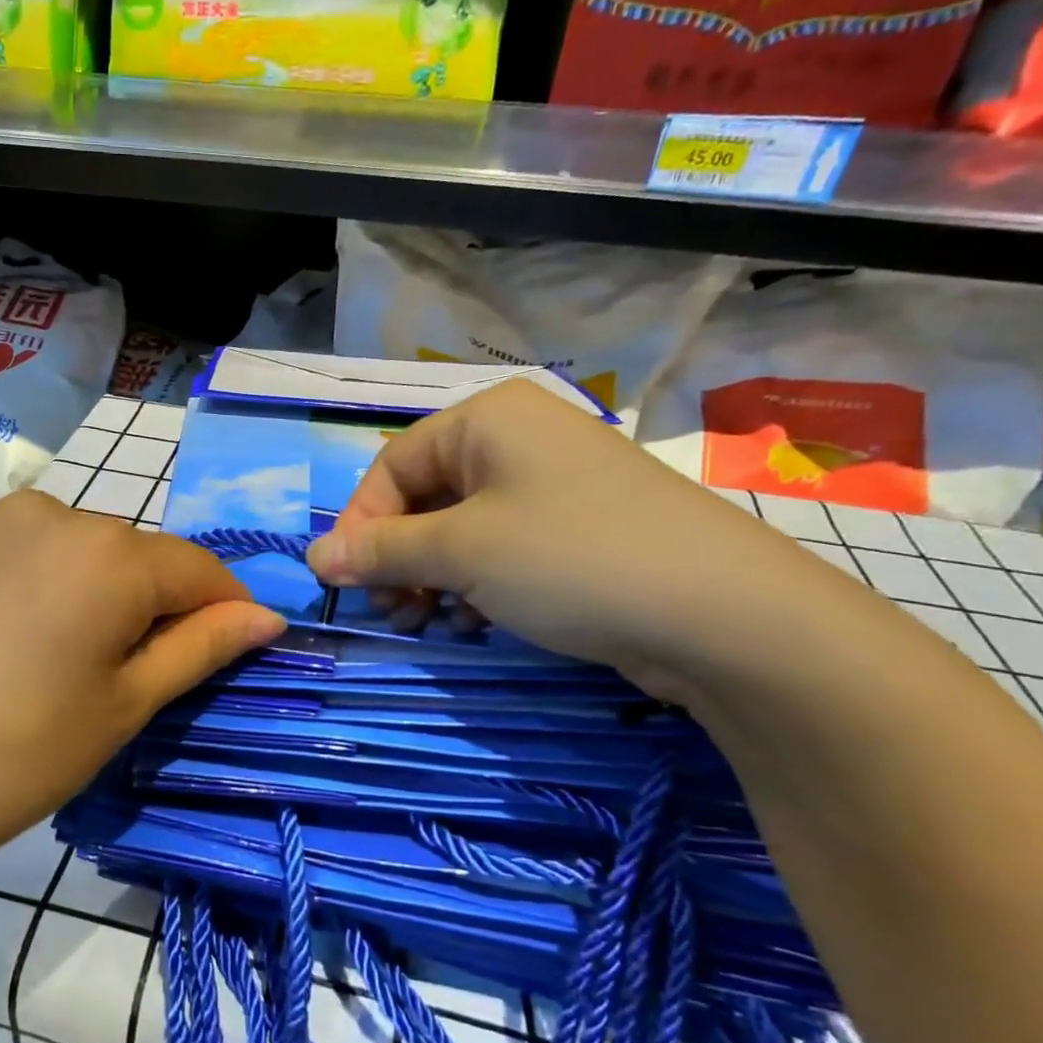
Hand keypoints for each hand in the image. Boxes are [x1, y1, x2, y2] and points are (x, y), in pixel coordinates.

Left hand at [0, 489, 285, 892]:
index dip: (224, 609)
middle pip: (131, 555)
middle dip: (147, 602)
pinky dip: (24, 583)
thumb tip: (267, 616)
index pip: (199, 569)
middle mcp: (51, 512)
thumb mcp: (125, 707)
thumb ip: (203, 647)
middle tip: (121, 674)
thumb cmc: (17, 757)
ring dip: (85, 588)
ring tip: (49, 658)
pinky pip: (8, 550)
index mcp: (109, 553)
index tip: (226, 650)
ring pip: (69, 548)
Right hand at [305, 376, 861, 700]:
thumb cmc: (571, 559)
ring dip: (432, 576)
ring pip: (461, 528)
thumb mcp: (461, 552)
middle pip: (425, 497)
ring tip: (433, 622)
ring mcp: (554, 486)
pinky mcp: (579, 531)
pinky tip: (476, 621)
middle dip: (398, 557)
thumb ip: (380, 552)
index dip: (361, 524)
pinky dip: (476, 583)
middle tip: (394, 612)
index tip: (345, 581)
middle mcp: (519, 440)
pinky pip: (502, 548)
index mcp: (488, 420)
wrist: (725, 616)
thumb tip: (316, 558)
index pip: (392, 465)